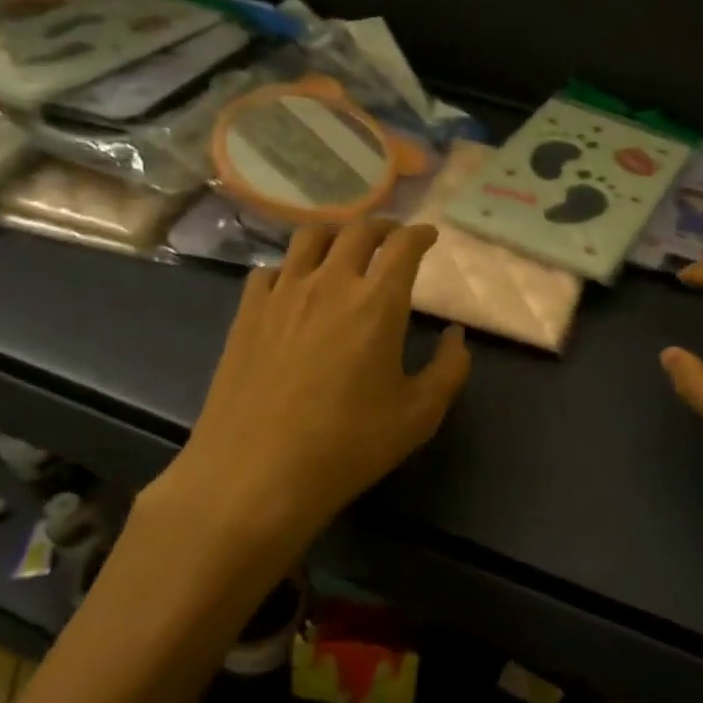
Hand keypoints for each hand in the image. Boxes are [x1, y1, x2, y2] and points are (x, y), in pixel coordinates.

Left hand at [146, 220, 470, 561]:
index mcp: (377, 302)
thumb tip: (456, 336)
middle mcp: (330, 283)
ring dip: (335, 235)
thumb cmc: (347, 446)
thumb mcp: (419, 415)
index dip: (420, 234)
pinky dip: (290, 268)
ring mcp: (282, 294)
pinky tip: (294, 288)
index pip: (403, 246)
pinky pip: (270, 270)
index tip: (429, 236)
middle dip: (382, 227)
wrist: (256, 475)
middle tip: (392, 238)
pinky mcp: (246, 313)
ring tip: (344, 250)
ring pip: (309, 238)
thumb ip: (449, 368)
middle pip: (357, 231)